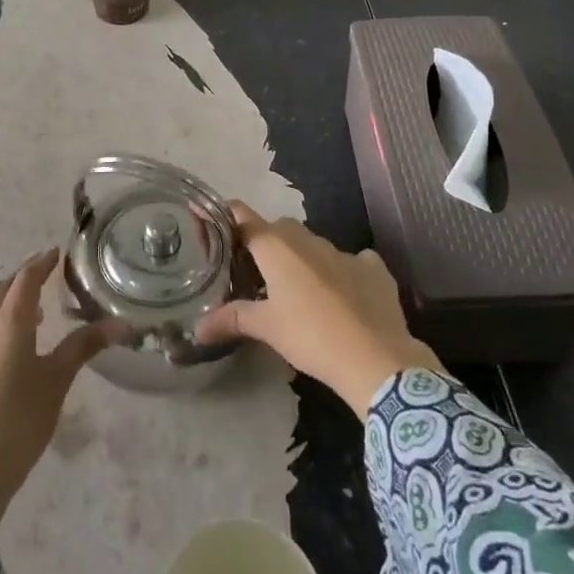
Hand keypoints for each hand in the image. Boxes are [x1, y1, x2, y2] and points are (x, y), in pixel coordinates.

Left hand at [0, 248, 109, 527]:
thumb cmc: (19, 418)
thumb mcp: (57, 380)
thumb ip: (85, 346)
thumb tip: (121, 322)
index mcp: (10, 323)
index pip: (25, 280)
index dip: (41, 263)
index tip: (57, 252)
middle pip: (3, 291)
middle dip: (24, 277)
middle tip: (49, 272)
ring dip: (14, 301)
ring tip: (41, 306)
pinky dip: (8, 322)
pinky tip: (25, 344)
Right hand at [194, 203, 442, 416]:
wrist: (375, 357)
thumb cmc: (311, 336)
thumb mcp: (267, 328)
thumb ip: (232, 319)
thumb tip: (198, 327)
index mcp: (277, 247)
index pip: (243, 217)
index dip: (226, 216)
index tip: (214, 222)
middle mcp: (308, 239)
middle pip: (277, 229)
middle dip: (265, 243)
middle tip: (254, 272)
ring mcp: (344, 251)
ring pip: (313, 244)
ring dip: (302, 258)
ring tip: (296, 288)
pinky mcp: (373, 268)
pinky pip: (352, 260)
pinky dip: (342, 271)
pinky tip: (342, 294)